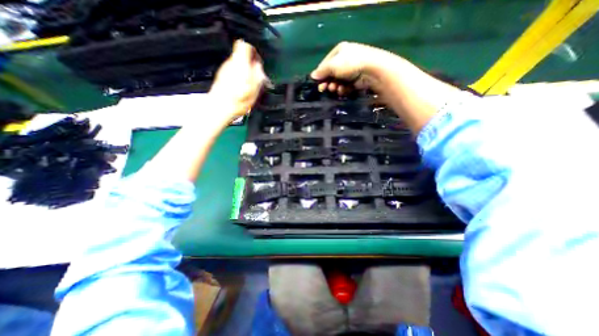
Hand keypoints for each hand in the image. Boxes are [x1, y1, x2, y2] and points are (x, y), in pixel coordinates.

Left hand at [210, 40, 265, 118]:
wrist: (220, 108)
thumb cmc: (237, 101)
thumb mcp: (254, 91)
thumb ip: (258, 77)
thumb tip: (259, 68)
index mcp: (240, 65)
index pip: (245, 46)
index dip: (253, 51)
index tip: (257, 61)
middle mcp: (231, 64)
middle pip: (242, 56)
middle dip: (250, 65)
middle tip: (255, 78)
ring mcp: (225, 69)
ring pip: (238, 64)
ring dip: (245, 72)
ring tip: (248, 86)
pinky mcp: (222, 75)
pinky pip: (233, 71)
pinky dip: (239, 77)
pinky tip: (241, 88)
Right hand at [312, 41, 391, 93]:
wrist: (372, 70)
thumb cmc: (350, 64)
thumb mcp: (333, 65)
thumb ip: (322, 71)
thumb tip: (312, 76)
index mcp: (339, 50)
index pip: (325, 63)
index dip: (320, 74)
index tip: (317, 83)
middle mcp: (345, 59)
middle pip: (331, 73)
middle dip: (327, 82)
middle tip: (324, 89)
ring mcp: (351, 70)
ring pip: (338, 81)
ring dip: (334, 86)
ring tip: (335, 89)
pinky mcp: (356, 80)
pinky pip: (345, 86)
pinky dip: (343, 89)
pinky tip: (343, 90)